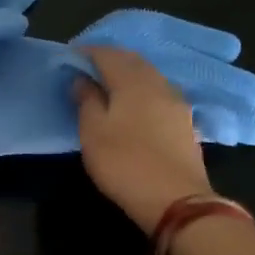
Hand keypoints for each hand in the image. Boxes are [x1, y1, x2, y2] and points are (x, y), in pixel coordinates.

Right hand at [73, 45, 214, 232]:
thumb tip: (82, 79)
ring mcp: (176, 103)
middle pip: (132, 60)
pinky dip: (142, 89)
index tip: (69, 58)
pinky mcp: (185, 122)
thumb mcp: (92, 131)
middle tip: (87, 68)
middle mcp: (158, 84)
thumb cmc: (124, 163)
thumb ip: (86, 100)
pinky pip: (159, 93)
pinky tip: (133, 103)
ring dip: (128, 73)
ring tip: (108, 85)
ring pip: (149, 75)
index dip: (86, 52)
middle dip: (109, 59)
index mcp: (132, 82)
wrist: (176, 202)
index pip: (107, 54)